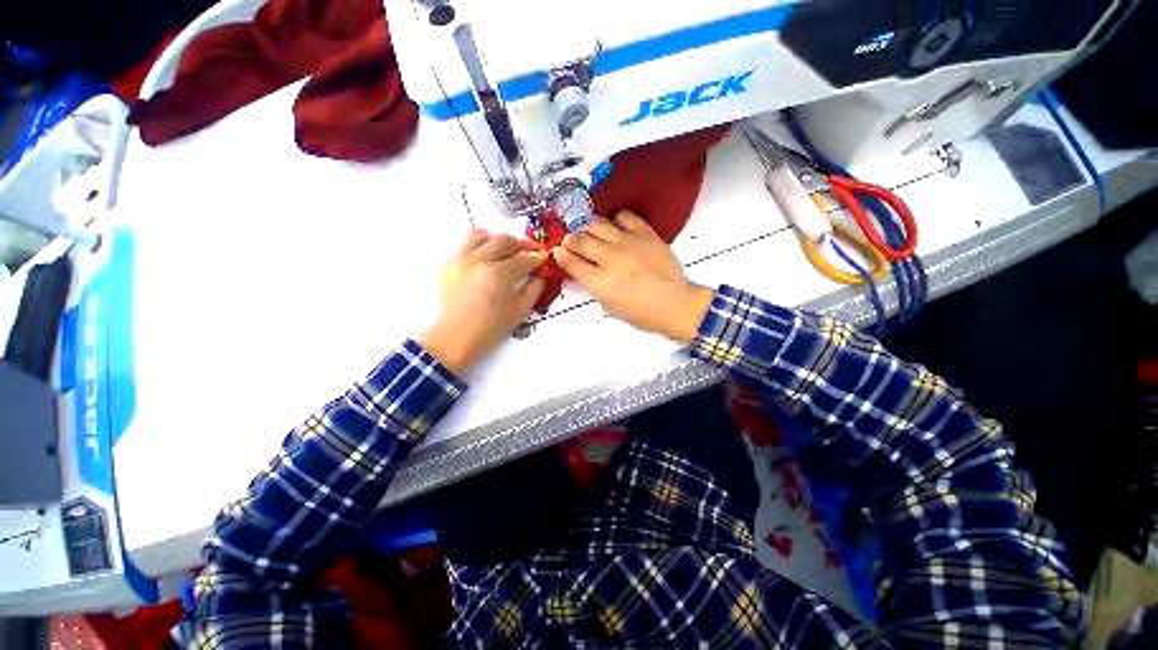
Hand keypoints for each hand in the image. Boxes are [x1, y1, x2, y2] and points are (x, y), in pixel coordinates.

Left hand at [420, 230, 546, 373]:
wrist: (455, 338)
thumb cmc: (490, 330)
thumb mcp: (519, 312)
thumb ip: (533, 289)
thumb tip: (540, 274)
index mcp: (497, 276)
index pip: (523, 259)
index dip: (537, 257)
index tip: (544, 257)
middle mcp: (477, 261)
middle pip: (503, 241)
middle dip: (521, 244)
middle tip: (530, 252)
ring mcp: (460, 260)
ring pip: (481, 236)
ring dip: (498, 240)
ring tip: (507, 250)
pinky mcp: (449, 264)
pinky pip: (466, 245)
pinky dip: (480, 246)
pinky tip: (488, 258)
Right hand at [554, 211, 712, 343]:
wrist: (674, 303)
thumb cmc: (640, 313)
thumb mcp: (609, 306)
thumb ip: (593, 286)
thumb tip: (584, 270)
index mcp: (599, 281)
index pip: (571, 262)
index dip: (561, 255)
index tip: (558, 251)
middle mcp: (609, 257)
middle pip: (580, 240)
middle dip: (571, 239)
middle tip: (571, 241)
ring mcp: (627, 242)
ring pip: (597, 224)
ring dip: (589, 228)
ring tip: (591, 232)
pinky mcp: (644, 233)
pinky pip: (624, 216)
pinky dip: (616, 220)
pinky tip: (617, 228)